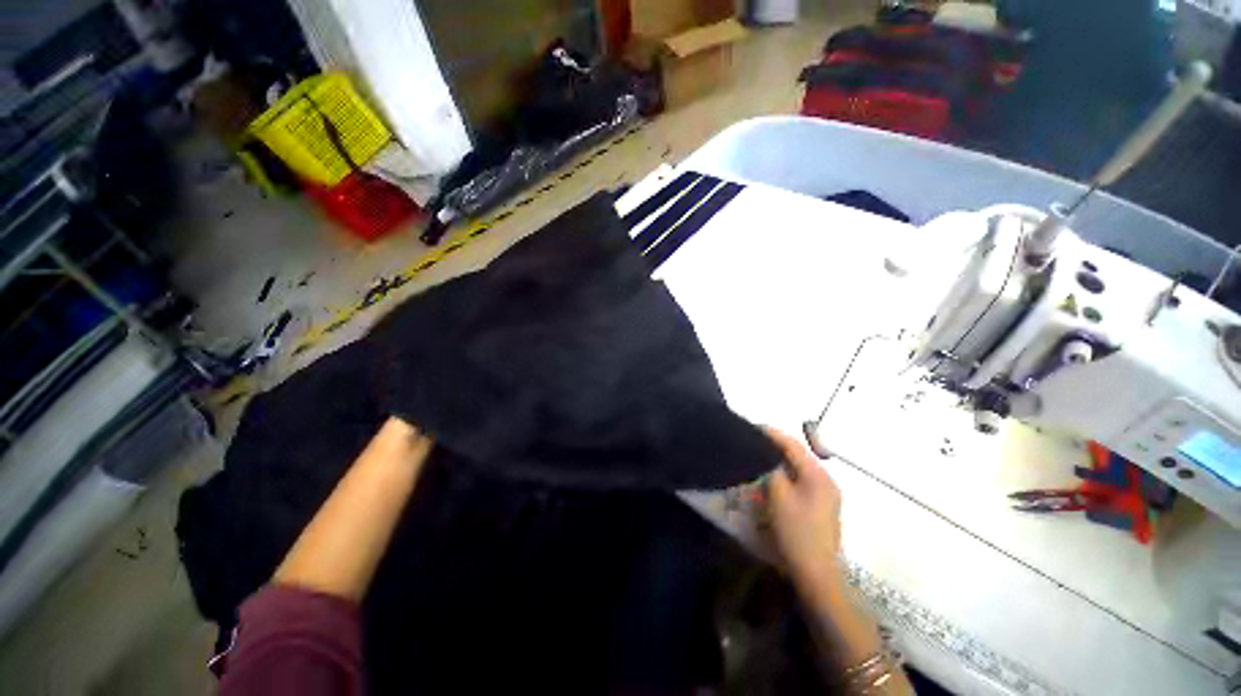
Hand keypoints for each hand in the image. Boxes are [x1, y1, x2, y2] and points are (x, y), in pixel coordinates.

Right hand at [763, 426, 843, 596]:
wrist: (817, 574)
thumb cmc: (797, 532)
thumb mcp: (778, 496)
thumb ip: (771, 470)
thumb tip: (764, 455)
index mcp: (818, 475)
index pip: (792, 445)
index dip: (772, 433)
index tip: (752, 426)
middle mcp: (826, 480)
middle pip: (798, 454)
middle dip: (776, 445)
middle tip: (753, 440)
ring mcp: (826, 494)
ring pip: (799, 468)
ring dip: (780, 460)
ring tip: (759, 454)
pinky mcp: (821, 506)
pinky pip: (801, 480)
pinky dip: (786, 474)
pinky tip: (772, 476)